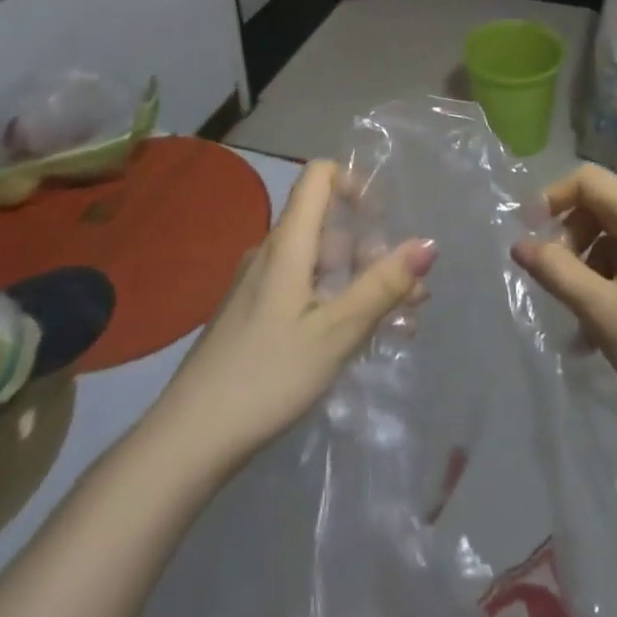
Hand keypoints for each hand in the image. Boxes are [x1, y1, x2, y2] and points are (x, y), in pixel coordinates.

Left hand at [151, 158, 435, 469]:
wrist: (188, 441)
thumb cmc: (267, 376)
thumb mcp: (336, 332)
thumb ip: (383, 286)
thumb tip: (429, 242)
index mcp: (288, 244)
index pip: (319, 176)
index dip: (355, 182)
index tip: (384, 219)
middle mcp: (272, 254)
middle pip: (329, 228)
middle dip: (374, 252)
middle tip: (411, 295)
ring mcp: (260, 286)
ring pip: (321, 266)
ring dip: (361, 283)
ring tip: (399, 323)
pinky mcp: (255, 317)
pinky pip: (305, 291)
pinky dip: (337, 303)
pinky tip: (359, 340)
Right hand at [512, 163, 616, 439]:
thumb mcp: (598, 308)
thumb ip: (554, 270)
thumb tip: (519, 244)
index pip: (589, 180)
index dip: (553, 197)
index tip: (529, 233)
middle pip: (602, 206)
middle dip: (570, 238)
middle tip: (554, 279)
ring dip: (588, 267)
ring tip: (575, 317)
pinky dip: (611, 281)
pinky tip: (599, 328)